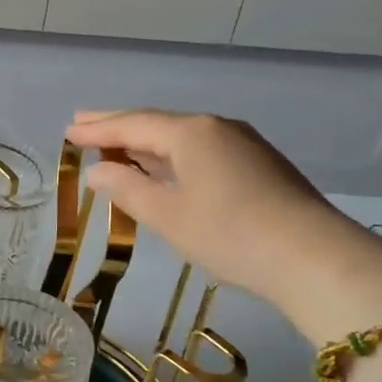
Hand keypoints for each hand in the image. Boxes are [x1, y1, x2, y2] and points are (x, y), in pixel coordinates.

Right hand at [65, 109, 381, 311]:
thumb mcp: (168, 215)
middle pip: (156, 123)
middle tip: (82, 123)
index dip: (97, 129)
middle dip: (117, 125)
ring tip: (114, 142)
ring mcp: (241, 143)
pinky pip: (199, 149)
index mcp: (190, 132)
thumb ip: (128, 189)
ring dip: (144, 140)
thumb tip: (98, 171)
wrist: (314, 258)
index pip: (132, 124)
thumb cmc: (230, 234)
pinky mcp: (257, 164)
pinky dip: (169, 154)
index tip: (67, 132)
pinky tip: (161, 165)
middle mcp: (215, 127)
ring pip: (180, 136)